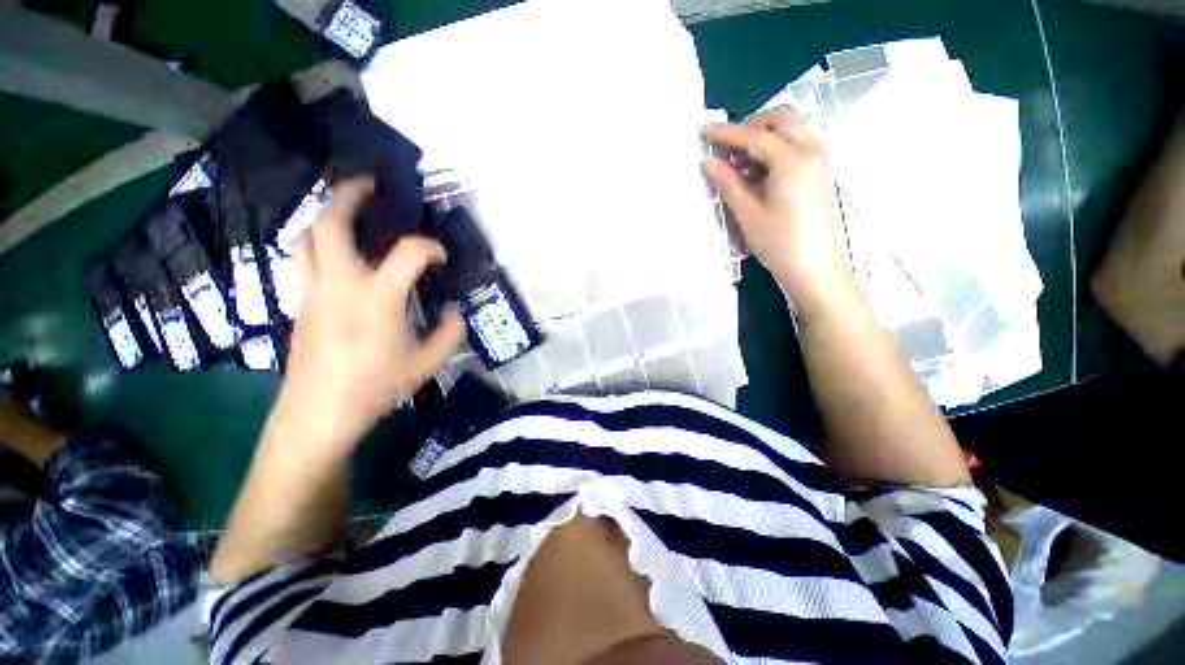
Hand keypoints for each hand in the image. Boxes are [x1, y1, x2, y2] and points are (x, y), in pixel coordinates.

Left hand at [281, 177, 463, 458]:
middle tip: (368, 185)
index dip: (430, 247)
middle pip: (331, 223)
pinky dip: (319, 246)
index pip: (408, 253)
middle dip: (348, 196)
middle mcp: (340, 284)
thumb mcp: (427, 362)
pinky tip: (338, 257)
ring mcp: (313, 291)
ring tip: (345, 213)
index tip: (440, 256)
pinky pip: (303, 261)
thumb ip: (449, 332)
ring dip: (323, 217)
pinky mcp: (301, 303)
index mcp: (377, 297)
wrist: (320, 412)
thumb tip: (455, 311)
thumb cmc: (376, 386)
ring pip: (304, 237)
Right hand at [705, 108, 854, 310]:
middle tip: (726, 146)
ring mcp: (820, 160)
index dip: (727, 133)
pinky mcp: (821, 172)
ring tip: (738, 162)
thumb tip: (710, 162)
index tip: (704, 131)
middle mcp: (812, 151)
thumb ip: (729, 183)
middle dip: (750, 125)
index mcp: (793, 160)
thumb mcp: (748, 214)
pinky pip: (797, 145)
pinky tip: (757, 171)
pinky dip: (775, 148)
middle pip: (781, 119)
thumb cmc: (779, 244)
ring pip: (791, 130)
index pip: (755, 136)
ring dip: (763, 136)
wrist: (816, 268)